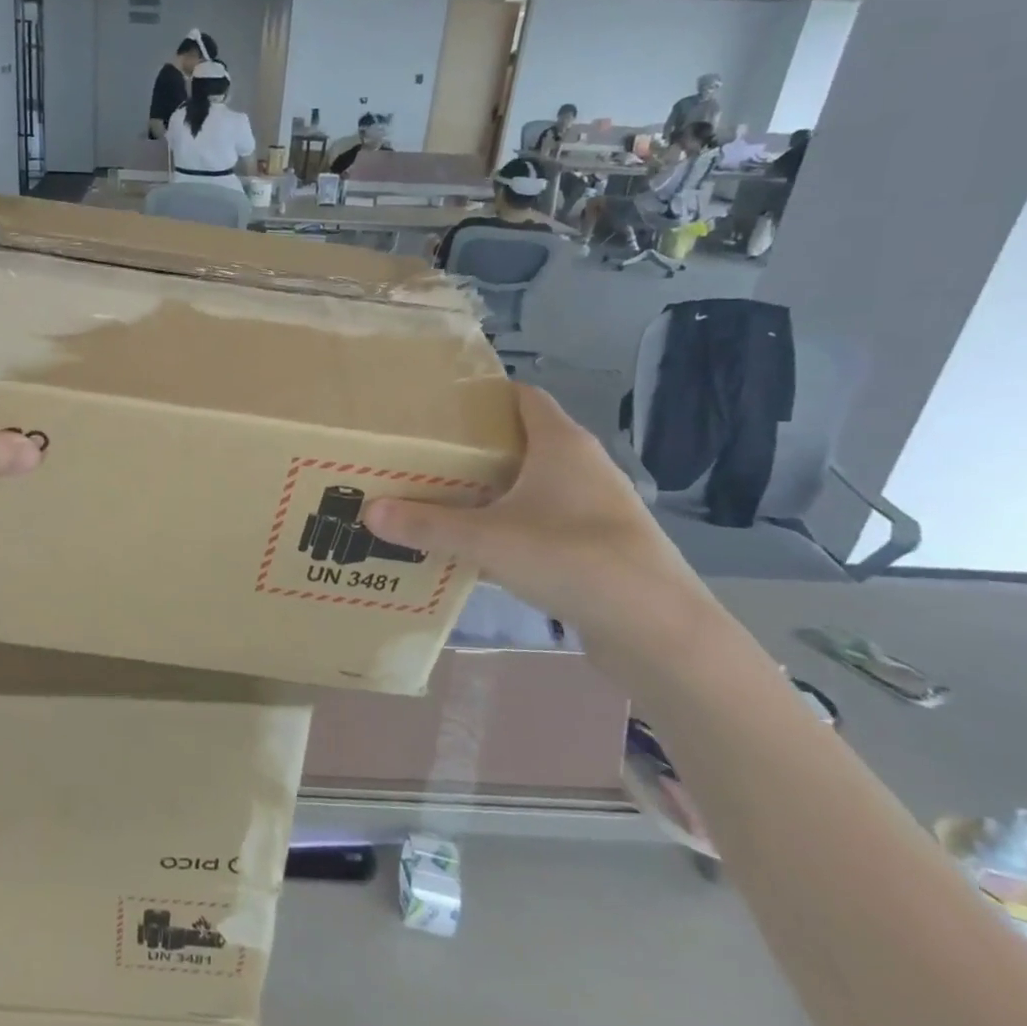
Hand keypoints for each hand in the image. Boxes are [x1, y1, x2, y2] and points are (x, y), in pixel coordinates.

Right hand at [361, 384, 711, 653]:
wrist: (658, 629)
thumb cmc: (573, 559)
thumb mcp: (488, 540)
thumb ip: (427, 525)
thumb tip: (368, 511)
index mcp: (560, 443)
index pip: (521, 397)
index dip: (481, 397)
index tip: (436, 408)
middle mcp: (582, 465)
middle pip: (522, 440)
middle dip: (475, 447)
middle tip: (424, 456)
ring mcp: (595, 505)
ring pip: (534, 483)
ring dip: (494, 488)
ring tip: (443, 498)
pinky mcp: (599, 542)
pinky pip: (545, 518)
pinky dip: (513, 522)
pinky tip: (481, 545)